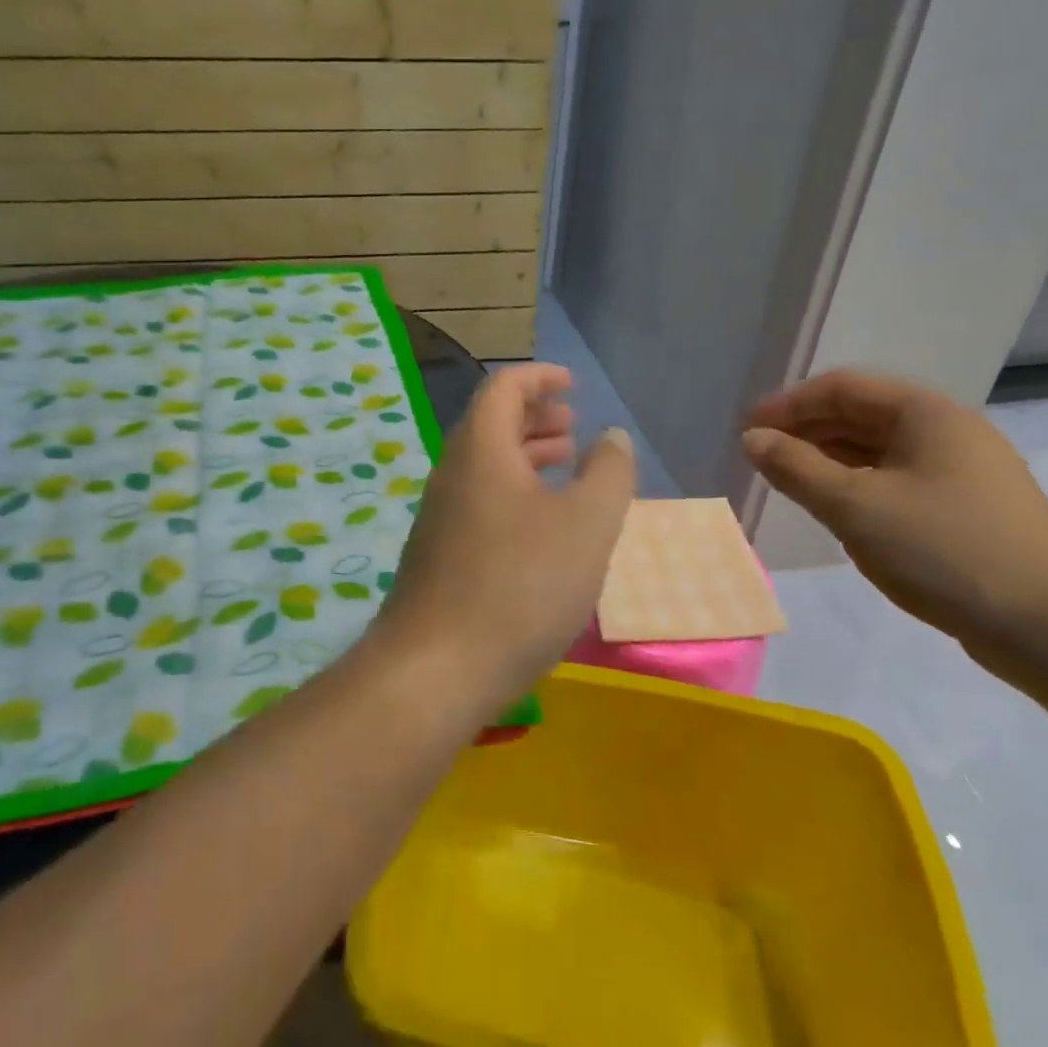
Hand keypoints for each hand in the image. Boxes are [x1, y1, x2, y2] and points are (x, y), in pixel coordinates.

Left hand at [378, 364, 636, 706]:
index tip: (573, 385)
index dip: (540, 377)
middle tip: (574, 426)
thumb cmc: (519, 586)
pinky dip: (512, 491)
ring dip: (525, 455)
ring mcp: (439, 514)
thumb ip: (608, 473)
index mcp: (480, 448)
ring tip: (564, 465)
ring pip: (484, 464)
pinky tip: (539, 524)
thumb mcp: (587, 525)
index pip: (504, 387)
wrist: (436, 669)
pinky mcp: (437, 552)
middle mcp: (451, 472)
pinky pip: (478, 499)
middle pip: (490, 423)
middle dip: (534, 416)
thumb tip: (611, 436)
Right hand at [744, 370, 1047, 686]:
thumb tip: (752, 439)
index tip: (748, 431)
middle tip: (761, 457)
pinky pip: (896, 480)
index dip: (788, 405)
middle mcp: (947, 431)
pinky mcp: (966, 509)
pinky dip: (857, 485)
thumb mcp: (855, 506)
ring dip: (828, 459)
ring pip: (878, 450)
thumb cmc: (945, 549)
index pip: (842, 388)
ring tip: (789, 482)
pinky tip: (836, 509)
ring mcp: (961, 471)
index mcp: (926, 414)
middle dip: (806, 431)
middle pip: (861, 414)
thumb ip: (796, 468)